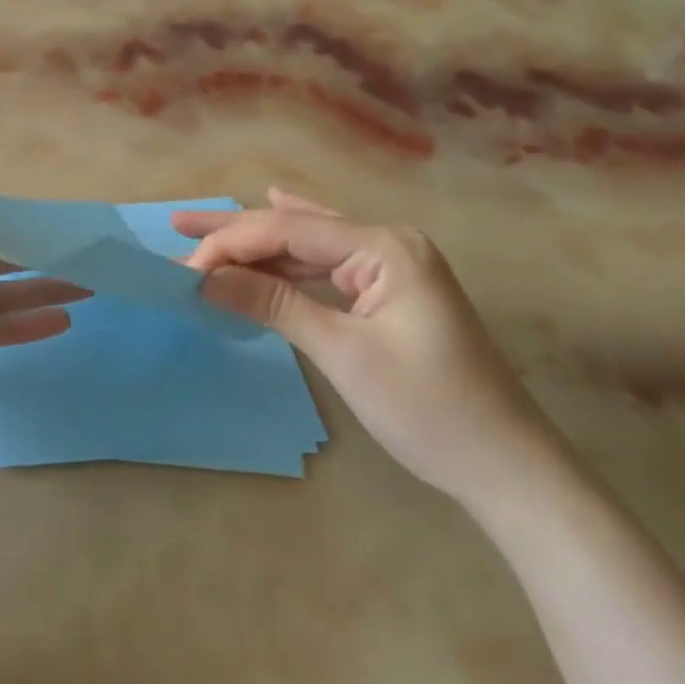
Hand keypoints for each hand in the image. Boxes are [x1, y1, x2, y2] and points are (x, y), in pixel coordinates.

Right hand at [173, 189, 559, 509]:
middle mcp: (389, 242)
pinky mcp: (390, 291)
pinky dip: (290, 257)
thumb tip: (204, 279)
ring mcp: (392, 266)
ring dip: (258, 245)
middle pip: (297, 228)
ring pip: (309, 245)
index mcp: (385, 246)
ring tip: (203, 232)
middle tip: (178, 224)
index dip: (231, 244)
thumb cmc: (428, 409)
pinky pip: (328, 264)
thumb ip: (272, 305)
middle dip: (237, 231)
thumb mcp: (342, 353)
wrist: (506, 466)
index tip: (183, 268)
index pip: (290, 231)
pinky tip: (274, 216)